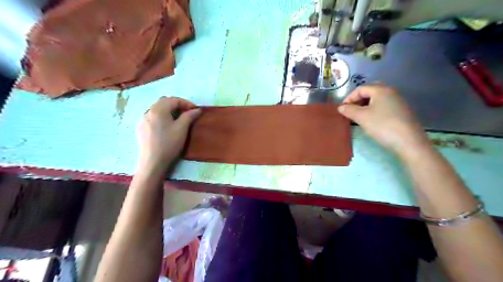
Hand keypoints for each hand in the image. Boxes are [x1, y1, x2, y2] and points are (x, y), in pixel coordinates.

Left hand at [137, 97, 200, 171]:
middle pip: (164, 102)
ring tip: (178, 120)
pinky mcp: (141, 128)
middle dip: (177, 105)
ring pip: (158, 109)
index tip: (195, 111)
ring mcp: (142, 119)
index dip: (186, 103)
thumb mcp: (182, 129)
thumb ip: (189, 116)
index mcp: (158, 109)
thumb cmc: (169, 144)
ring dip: (169, 111)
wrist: (152, 162)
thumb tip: (197, 110)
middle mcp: (148, 111)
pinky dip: (162, 117)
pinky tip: (166, 127)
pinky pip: (153, 117)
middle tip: (187, 114)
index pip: (174, 99)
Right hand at [337, 85, 427, 157]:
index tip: (342, 110)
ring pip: (377, 99)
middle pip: (370, 92)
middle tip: (350, 111)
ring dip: (365, 106)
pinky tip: (372, 121)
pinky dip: (374, 110)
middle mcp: (391, 92)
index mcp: (381, 90)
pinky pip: (384, 106)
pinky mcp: (402, 111)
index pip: (360, 89)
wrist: (409, 142)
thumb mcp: (361, 117)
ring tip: (359, 117)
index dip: (349, 98)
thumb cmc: (382, 126)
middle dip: (358, 100)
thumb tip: (341, 107)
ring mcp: (398, 101)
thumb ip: (349, 110)